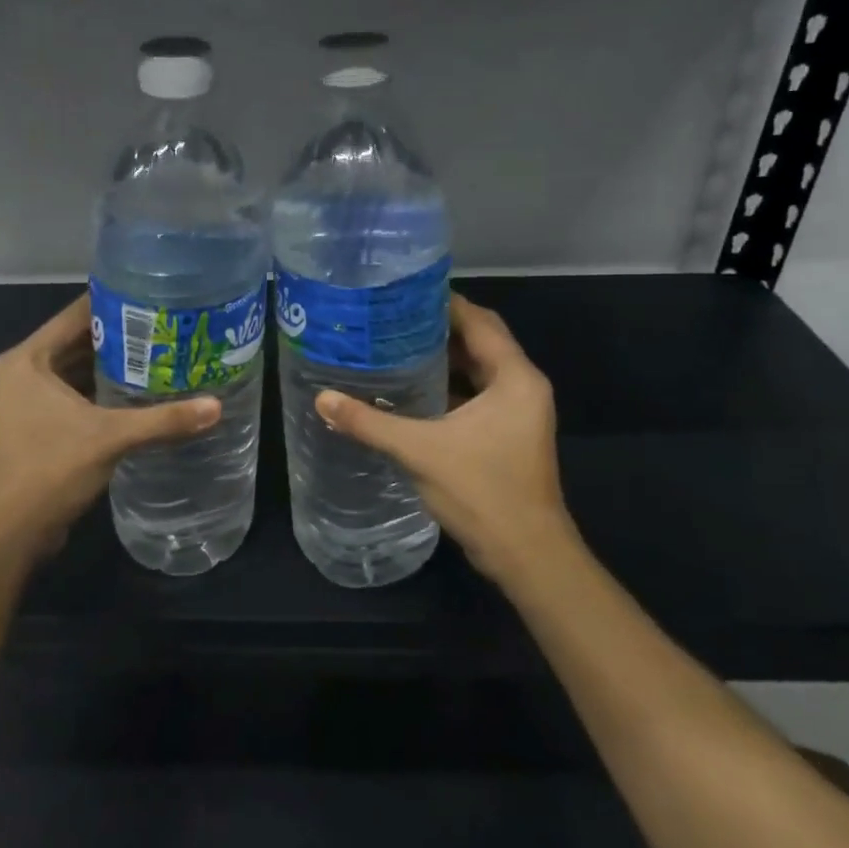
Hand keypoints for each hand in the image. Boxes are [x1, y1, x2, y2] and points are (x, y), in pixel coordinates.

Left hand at [0, 293, 221, 565]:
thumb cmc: (48, 470)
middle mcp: (25, 372)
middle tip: (170, 326)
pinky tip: (142, 394)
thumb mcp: (109, 438)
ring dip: (115, 367)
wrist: (6, 535)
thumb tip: (216, 407)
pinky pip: (77, 396)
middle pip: (80, 341)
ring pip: (80, 371)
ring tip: (164, 354)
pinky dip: (105, 393)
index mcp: (29, 359)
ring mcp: (29, 401)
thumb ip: (163, 420)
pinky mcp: (39, 426)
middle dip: (123, 336)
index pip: (78, 314)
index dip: (117, 301)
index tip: (157, 295)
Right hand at [314, 293, 576, 590]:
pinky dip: (447, 385)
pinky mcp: (507, 433)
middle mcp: (522, 387)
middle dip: (438, 327)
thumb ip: (369, 422)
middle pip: (480, 340)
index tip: (401, 291)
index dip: (443, 303)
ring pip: (478, 369)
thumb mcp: (419, 450)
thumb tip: (322, 398)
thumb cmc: (481, 491)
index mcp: (514, 378)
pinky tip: (410, 388)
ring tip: (394, 344)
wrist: (526, 556)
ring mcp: (517, 412)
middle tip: (390, 315)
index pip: (479, 321)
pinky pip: (476, 394)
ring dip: (442, 357)